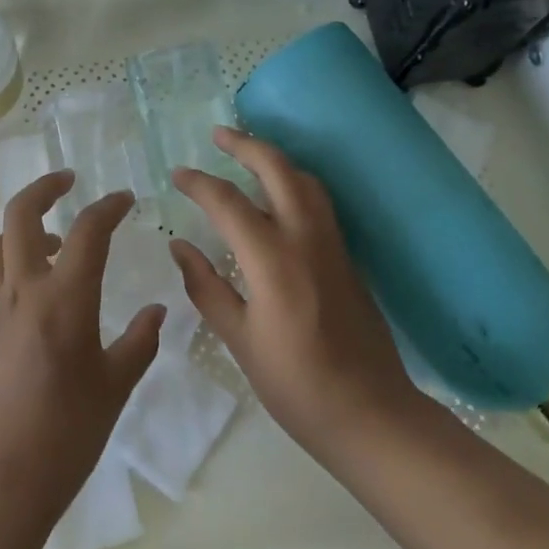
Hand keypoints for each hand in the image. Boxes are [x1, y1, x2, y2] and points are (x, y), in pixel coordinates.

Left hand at [0, 171, 164, 524]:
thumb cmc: (64, 437)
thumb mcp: (114, 388)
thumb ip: (138, 343)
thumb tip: (157, 311)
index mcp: (64, 299)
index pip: (88, 231)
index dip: (109, 206)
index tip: (126, 199)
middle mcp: (22, 291)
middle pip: (21, 214)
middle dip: (45, 187)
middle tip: (69, 181)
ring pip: (1, 244)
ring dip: (27, 228)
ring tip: (58, 241)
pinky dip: (17, 265)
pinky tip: (40, 298)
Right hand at [170, 127, 419, 470]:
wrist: (372, 414)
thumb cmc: (296, 384)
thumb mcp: (240, 339)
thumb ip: (207, 287)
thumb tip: (180, 247)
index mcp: (273, 260)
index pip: (228, 203)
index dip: (199, 183)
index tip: (177, 174)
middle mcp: (306, 239)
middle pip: (278, 170)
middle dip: (246, 145)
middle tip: (218, 134)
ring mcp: (333, 245)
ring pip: (306, 180)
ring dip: (275, 159)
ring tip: (248, 155)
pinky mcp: (347, 257)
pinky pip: (319, 202)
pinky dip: (294, 182)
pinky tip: (278, 196)